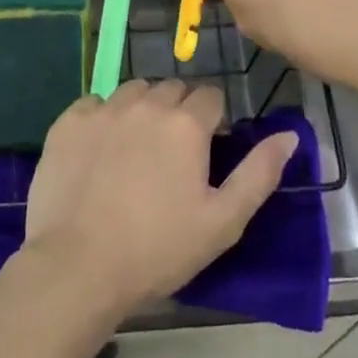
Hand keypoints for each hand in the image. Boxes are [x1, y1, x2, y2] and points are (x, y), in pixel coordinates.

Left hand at [22, 81, 297, 319]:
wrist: (78, 267)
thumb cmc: (158, 249)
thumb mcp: (223, 221)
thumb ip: (260, 173)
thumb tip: (289, 135)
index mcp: (186, 123)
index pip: (210, 97)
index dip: (212, 121)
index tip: (205, 151)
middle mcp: (146, 103)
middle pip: (172, 90)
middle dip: (179, 112)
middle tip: (171, 155)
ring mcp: (103, 109)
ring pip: (134, 91)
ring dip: (142, 110)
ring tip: (135, 150)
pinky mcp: (68, 122)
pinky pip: (94, 104)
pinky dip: (102, 118)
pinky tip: (100, 152)